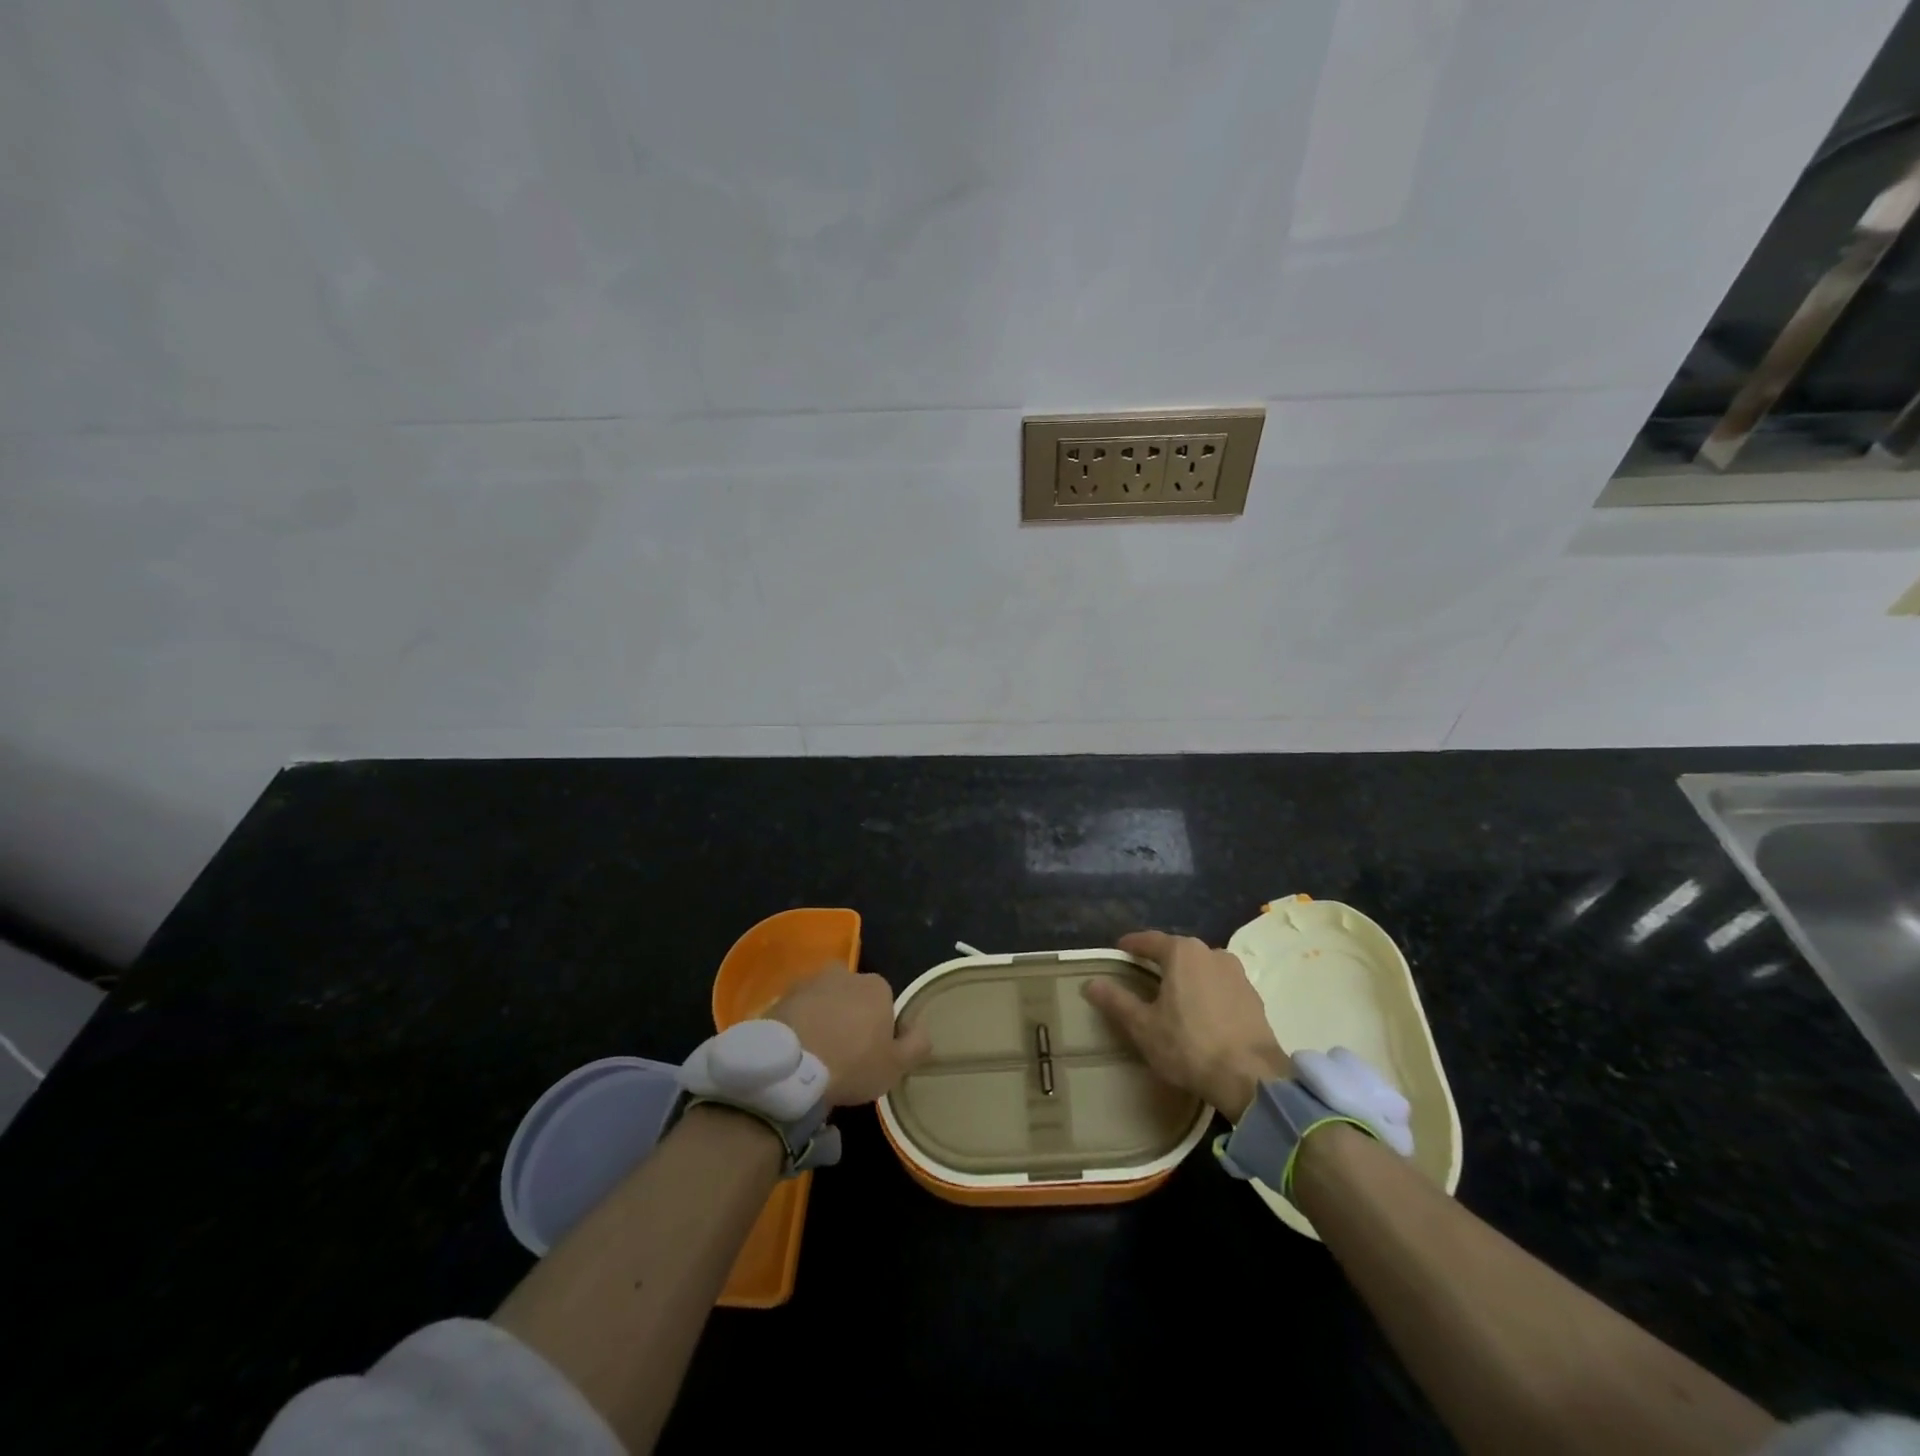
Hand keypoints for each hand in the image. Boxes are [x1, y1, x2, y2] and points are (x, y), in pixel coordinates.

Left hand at [769, 965, 929, 1107]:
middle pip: (854, 996)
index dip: (880, 1029)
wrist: (791, 1066)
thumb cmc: (852, 1064)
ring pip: (825, 1000)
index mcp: (877, 986)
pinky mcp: (782, 996)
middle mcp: (846, 974)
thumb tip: (922, 1030)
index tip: (871, 1054)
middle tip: (844, 1052)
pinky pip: (798, 1010)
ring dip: (824, 1018)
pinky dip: (799, 1024)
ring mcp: (811, 982)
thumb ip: (916, 1045)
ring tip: (817, 1053)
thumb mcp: (896, 1066)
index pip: (885, 1003)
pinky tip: (797, 1050)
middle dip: (850, 1017)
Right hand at [1083, 930, 1291, 1120]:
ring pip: (1201, 967)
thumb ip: (1116, 1001)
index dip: (1131, 945)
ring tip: (1172, 995)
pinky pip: (1220, 985)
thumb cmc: (1189, 1046)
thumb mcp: (1143, 1027)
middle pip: (1177, 951)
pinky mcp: (1253, 996)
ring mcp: (1236, 973)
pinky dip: (1206, 992)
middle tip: (1142, 974)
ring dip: (1185, 976)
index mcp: (1182, 952)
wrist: (1251, 1078)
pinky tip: (1201, 1013)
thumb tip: (1091, 983)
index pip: (1149, 940)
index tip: (1119, 950)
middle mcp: (1211, 952)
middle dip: (1159, 960)